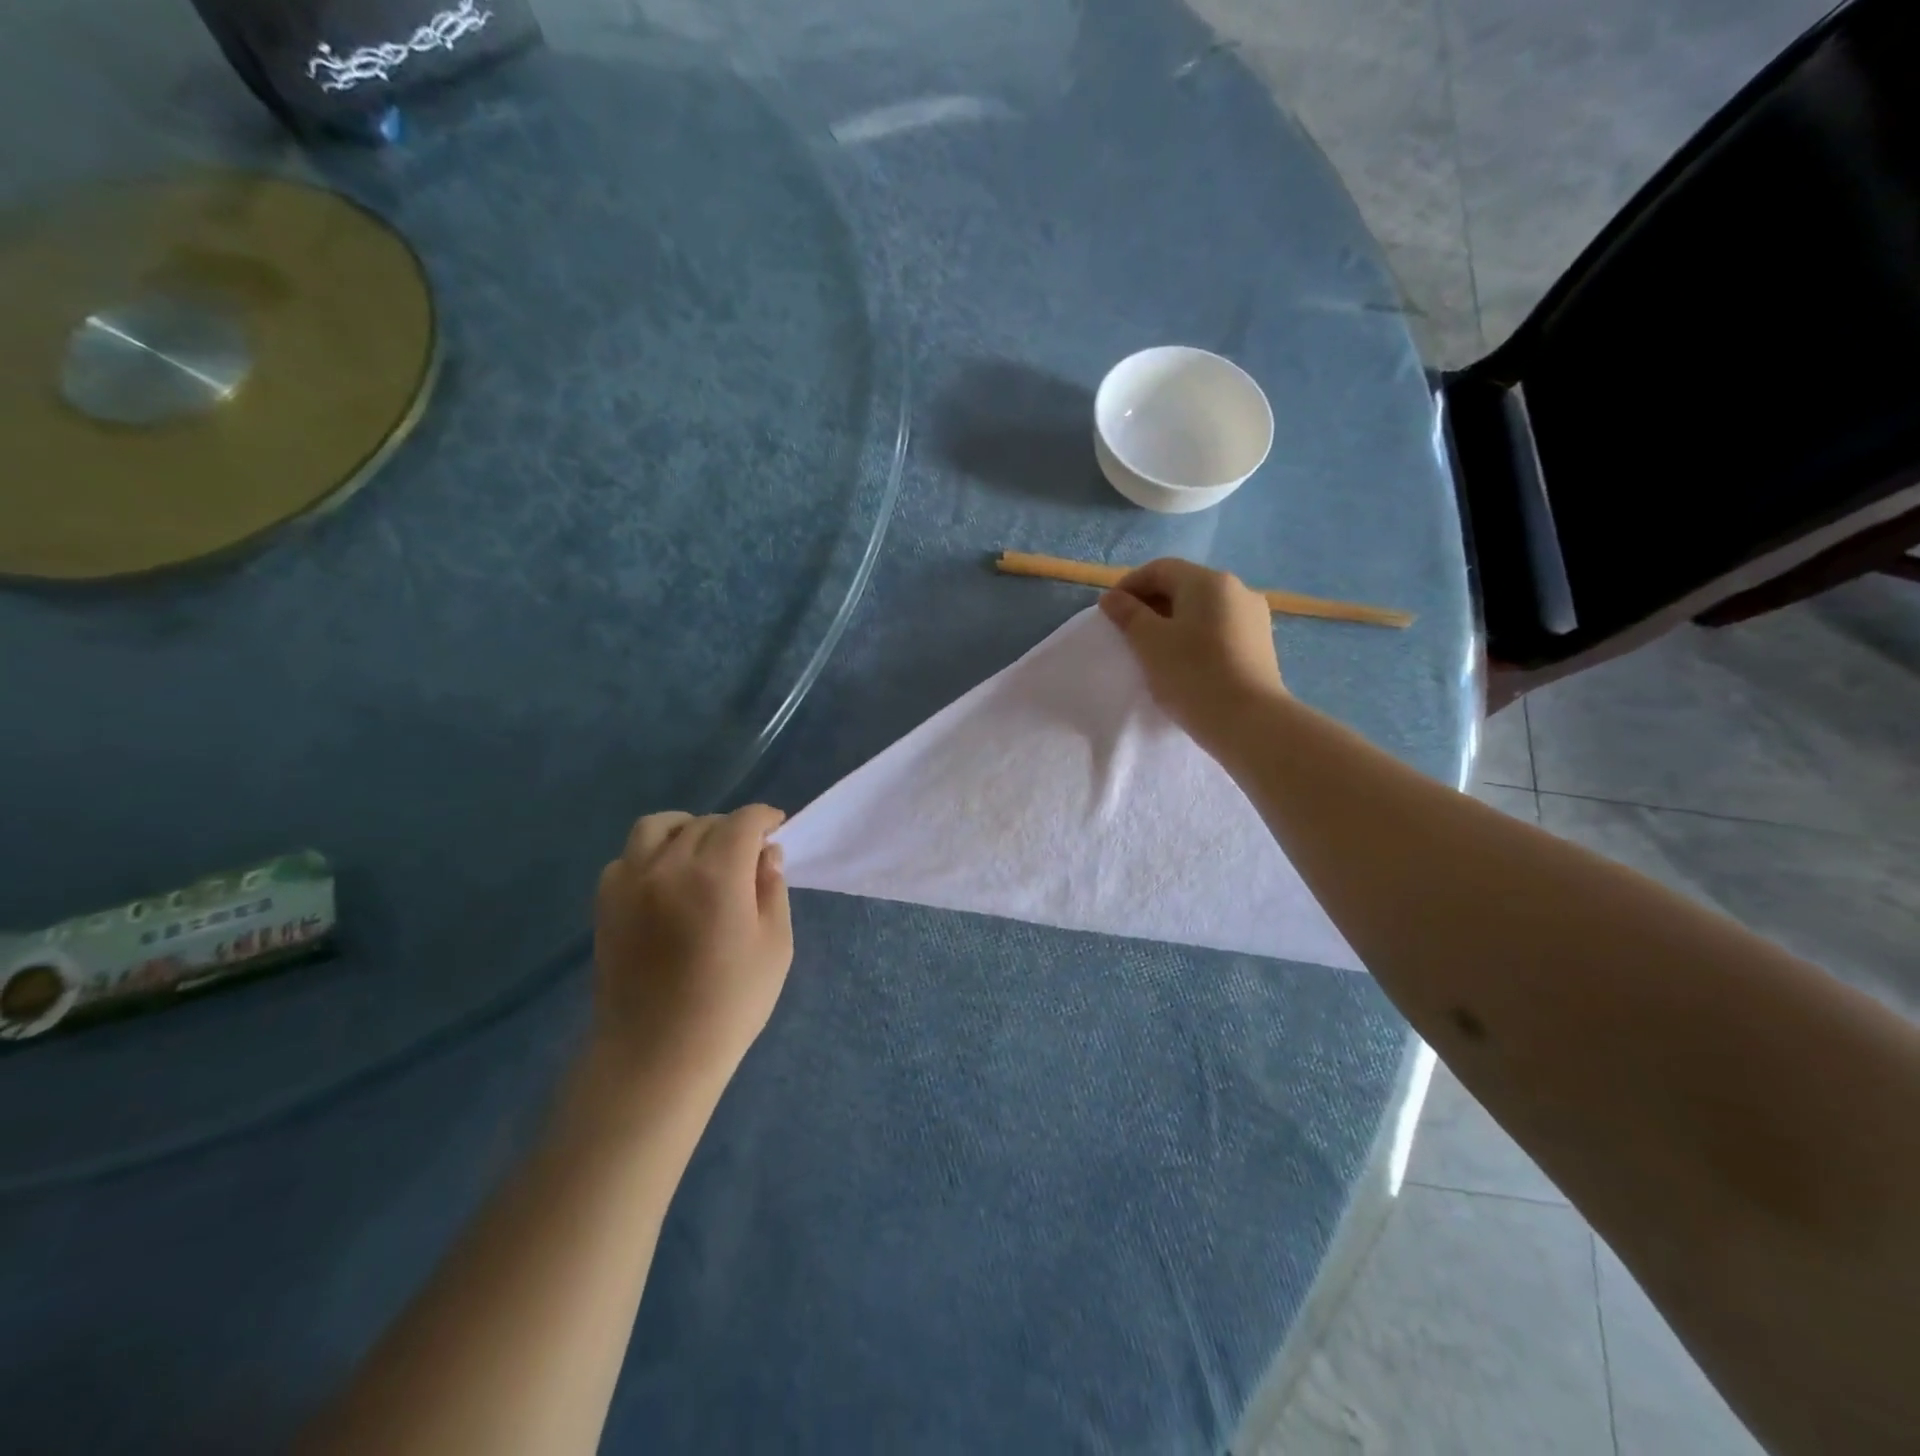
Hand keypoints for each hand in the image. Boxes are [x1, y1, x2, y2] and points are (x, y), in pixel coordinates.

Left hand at [592, 805, 792, 1100]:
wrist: (656, 1054)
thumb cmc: (730, 1004)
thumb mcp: (774, 946)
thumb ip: (772, 890)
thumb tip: (766, 853)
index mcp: (717, 874)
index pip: (744, 821)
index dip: (765, 818)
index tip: (777, 828)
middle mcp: (669, 865)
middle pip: (705, 823)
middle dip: (733, 829)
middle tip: (748, 855)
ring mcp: (630, 881)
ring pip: (658, 826)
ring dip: (687, 829)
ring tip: (701, 853)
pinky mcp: (605, 903)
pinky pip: (629, 856)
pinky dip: (652, 854)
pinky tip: (666, 880)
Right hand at [1099, 558, 1285, 751]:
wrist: (1248, 721)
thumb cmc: (1192, 674)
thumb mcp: (1149, 642)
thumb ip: (1128, 614)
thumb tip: (1112, 597)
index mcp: (1209, 581)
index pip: (1160, 569)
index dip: (1129, 585)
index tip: (1109, 612)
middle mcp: (1237, 590)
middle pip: (1184, 586)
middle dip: (1151, 603)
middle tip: (1127, 631)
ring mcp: (1253, 617)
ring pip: (1202, 609)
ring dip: (1173, 621)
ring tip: (1153, 649)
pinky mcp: (1260, 644)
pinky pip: (1219, 629)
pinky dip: (1195, 636)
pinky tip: (1183, 662)